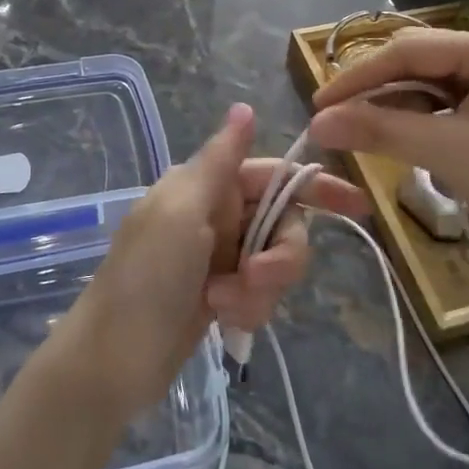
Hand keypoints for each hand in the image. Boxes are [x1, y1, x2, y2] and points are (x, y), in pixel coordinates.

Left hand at [60, 103, 369, 417]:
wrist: (111, 361)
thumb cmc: (145, 277)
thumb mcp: (181, 211)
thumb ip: (220, 161)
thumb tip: (244, 107)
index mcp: (205, 186)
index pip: (273, 175)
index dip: (315, 186)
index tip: (358, 206)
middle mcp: (216, 216)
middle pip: (283, 224)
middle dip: (280, 255)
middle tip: (255, 277)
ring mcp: (219, 259)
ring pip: (275, 264)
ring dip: (259, 289)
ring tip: (224, 306)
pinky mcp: (222, 297)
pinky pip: (260, 296)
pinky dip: (249, 309)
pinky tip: (223, 322)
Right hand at [309, 28, 468, 284]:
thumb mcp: (447, 153)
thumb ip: (379, 130)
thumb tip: (316, 124)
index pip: (412, 49)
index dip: (360, 76)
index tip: (319, 103)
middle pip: (420, 63)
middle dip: (376, 91)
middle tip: (332, 119)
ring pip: (429, 84)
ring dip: (392, 107)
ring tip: (354, 131)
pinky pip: (445, 104)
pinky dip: (416, 120)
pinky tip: (390, 136)